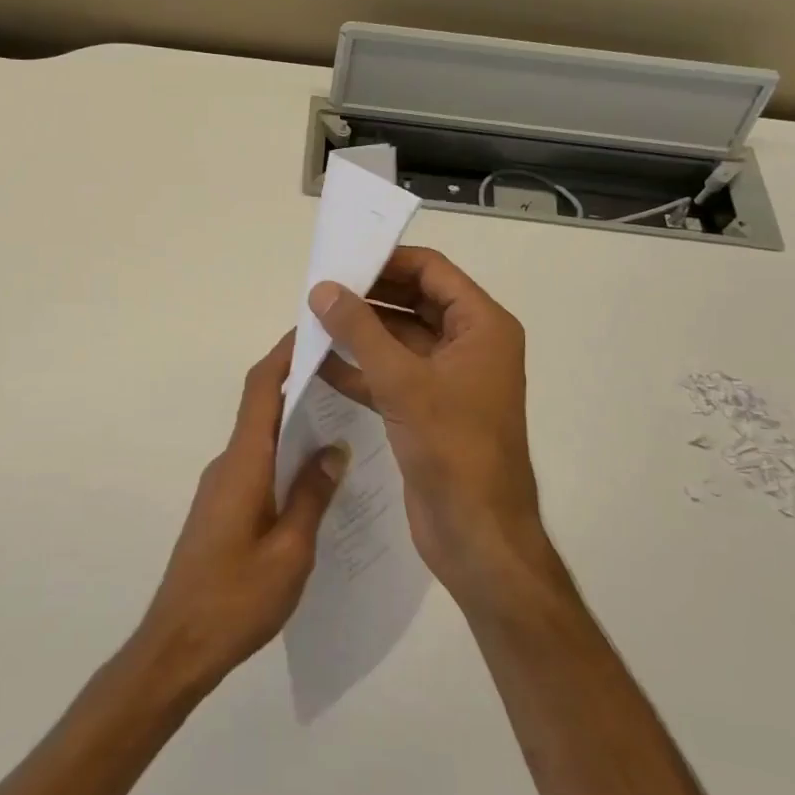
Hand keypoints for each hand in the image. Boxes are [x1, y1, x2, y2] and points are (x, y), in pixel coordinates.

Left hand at [133, 333, 344, 695]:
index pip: (261, 388)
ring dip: (294, 418)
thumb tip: (335, 448)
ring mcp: (221, 485)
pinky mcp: (222, 506)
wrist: (177, 646)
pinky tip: (318, 473)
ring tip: (345, 416)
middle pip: (261, 405)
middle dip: (298, 380)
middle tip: (347, 371)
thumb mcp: (291, 551)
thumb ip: (313, 495)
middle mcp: (228, 464)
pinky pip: (257, 463)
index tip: (315, 329)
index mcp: (243, 464)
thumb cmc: (236, 599)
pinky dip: (285, 452)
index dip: (284, 353)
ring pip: (260, 436)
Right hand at [312, 247, 549, 606]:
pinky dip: (360, 368)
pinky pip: (391, 374)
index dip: (388, 260)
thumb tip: (322, 288)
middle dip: (368, 295)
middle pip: (414, 301)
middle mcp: (469, 345)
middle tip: (319, 289)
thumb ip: (360, 330)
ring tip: (312, 320)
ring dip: (360, 331)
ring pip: (399, 339)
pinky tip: (319, 363)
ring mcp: (448, 379)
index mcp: (482, 327)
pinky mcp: (427, 409)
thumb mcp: (402, 381)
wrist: (477, 535)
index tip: (342, 259)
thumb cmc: (452, 448)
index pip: (432, 272)